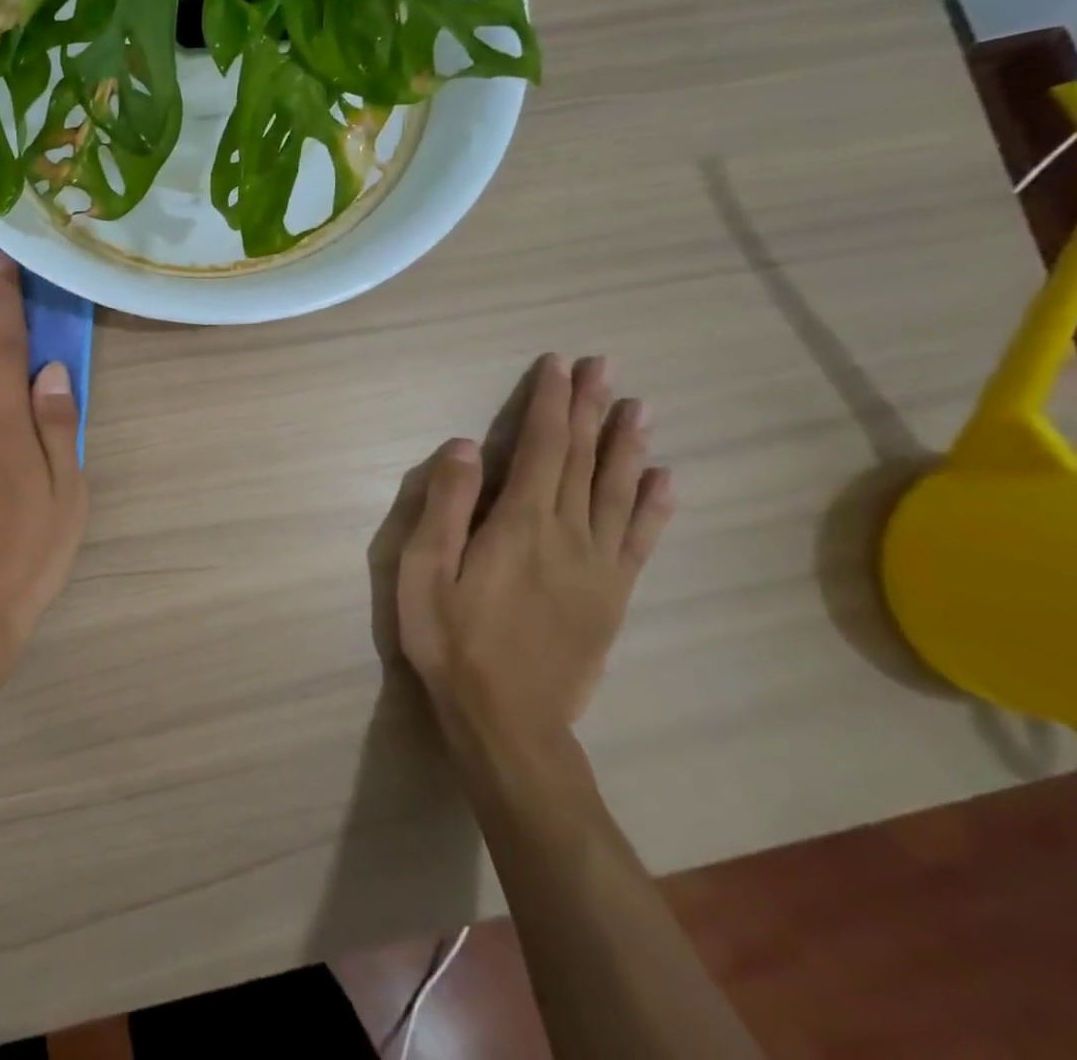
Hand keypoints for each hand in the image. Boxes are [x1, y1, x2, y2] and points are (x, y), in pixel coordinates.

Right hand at [371, 354, 673, 754]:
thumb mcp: (424, 571)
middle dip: (590, 407)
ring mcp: (599, 566)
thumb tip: (462, 445)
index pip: (540, 446)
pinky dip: (653, 506)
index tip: (558, 366)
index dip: (550, 403)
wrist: (509, 722)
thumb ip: (445, 505)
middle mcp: (568, 534)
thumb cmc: (451, 641)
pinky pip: (640, 540)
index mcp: (520, 523)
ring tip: (638, 406)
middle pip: (582, 458)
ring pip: (617, 490)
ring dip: (627, 444)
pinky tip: (663, 480)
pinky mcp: (613, 596)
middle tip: (604, 365)